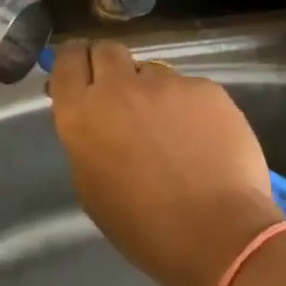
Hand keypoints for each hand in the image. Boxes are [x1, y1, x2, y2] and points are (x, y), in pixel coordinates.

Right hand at [48, 41, 282, 285]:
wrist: (219, 234)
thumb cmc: (145, 227)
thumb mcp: (92, 187)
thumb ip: (86, 140)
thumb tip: (94, 117)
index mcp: (82, 114)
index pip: (67, 59)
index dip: (74, 61)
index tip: (81, 71)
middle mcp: (119, 87)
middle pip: (106, 50)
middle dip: (110, 66)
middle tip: (121, 95)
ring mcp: (165, 83)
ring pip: (151, 71)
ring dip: (152, 92)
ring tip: (171, 130)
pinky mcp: (204, 87)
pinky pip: (188, 89)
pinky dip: (190, 107)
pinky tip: (202, 139)